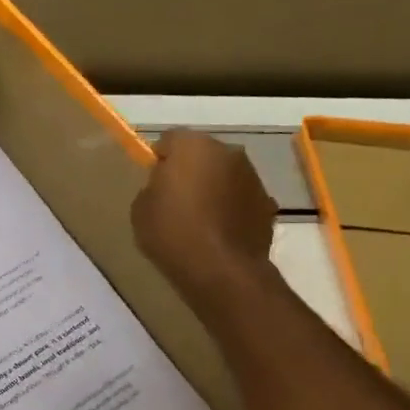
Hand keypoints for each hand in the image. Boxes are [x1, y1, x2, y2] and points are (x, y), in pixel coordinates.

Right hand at [131, 130, 277, 300]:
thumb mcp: (141, 209)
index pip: (169, 139)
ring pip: (225, 174)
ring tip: (200, 218)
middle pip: (202, 153)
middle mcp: (228, 151)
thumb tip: (165, 186)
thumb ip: (153, 187)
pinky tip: (220, 232)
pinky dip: (231, 207)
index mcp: (192, 146)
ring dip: (214, 187)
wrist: (221, 270)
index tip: (153, 180)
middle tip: (176, 198)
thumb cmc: (172, 234)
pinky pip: (241, 197)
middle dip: (191, 169)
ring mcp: (253, 176)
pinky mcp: (268, 202)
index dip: (159, 158)